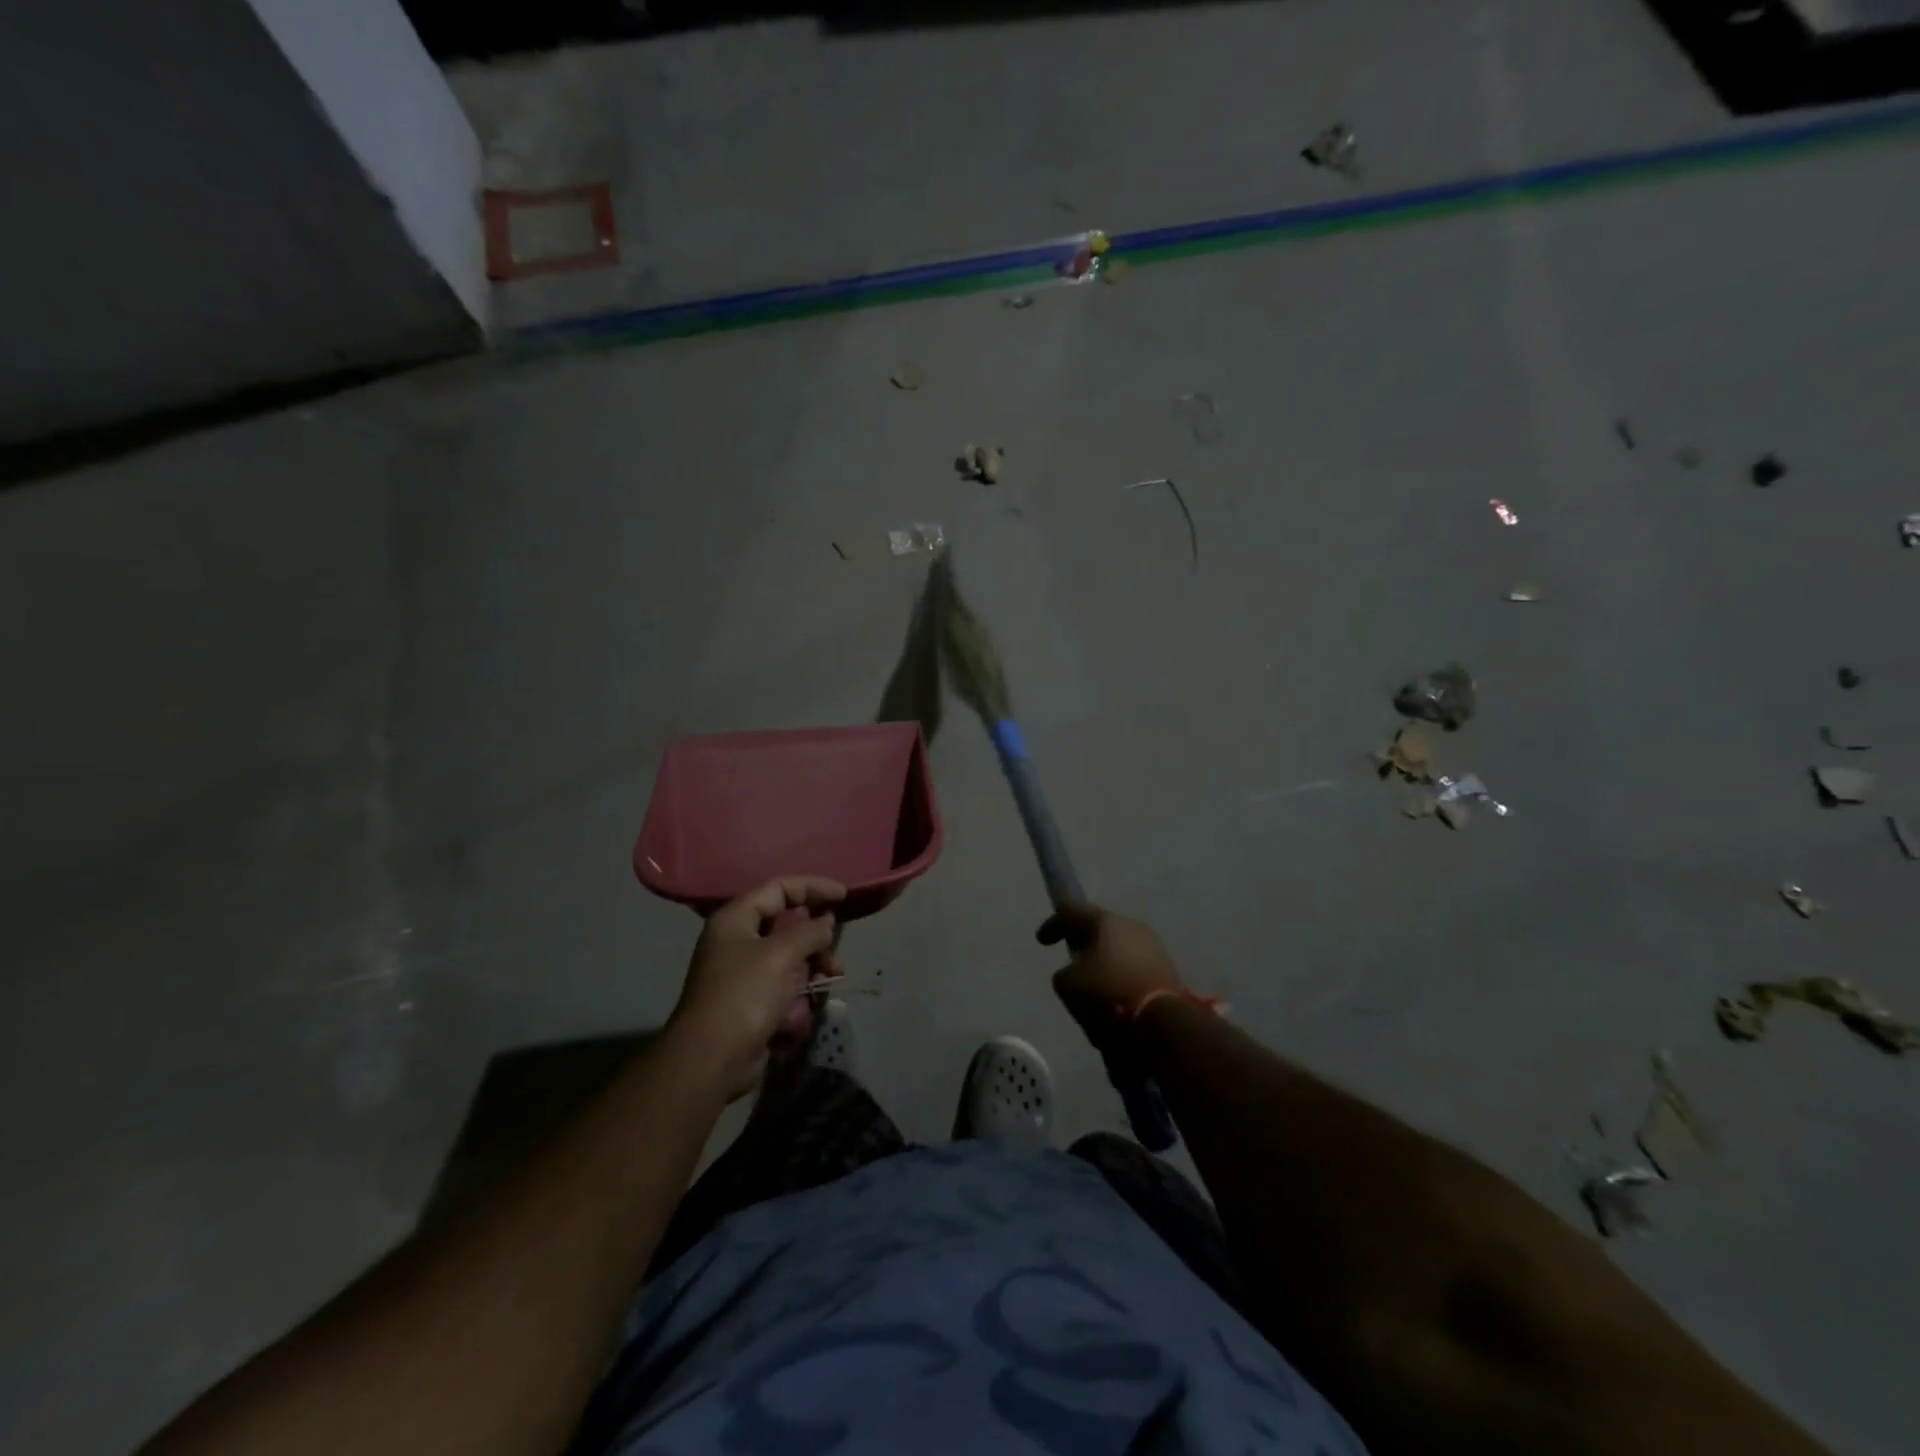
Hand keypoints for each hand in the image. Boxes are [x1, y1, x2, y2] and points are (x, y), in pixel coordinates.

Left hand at [670, 877, 844, 1100]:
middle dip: (815, 937)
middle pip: (786, 924)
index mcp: (735, 919)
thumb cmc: (744, 995)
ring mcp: (743, 972)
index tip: (843, 896)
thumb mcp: (781, 954)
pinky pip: (783, 984)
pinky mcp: (751, 1001)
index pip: (779, 888)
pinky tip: (806, 1008)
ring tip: (829, 980)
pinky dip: (799, 990)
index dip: (813, 887)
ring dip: (812, 966)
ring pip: (789, 956)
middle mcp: (737, 940)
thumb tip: (826, 921)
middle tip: (833, 954)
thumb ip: (809, 931)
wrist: (711, 1059)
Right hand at [1039, 901, 1182, 1050]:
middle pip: (1100, 928)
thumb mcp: (1068, 985)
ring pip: (1120, 948)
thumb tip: (1077, 973)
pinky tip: (1114, 997)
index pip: (1071, 911)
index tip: (1042, 941)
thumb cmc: (1107, 997)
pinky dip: (1121, 976)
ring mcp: (1154, 947)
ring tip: (1093, 984)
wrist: (1161, 1027)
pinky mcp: (1168, 971)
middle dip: (1084, 942)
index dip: (1053, 924)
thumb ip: (1065, 973)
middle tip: (1071, 959)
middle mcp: (1131, 926)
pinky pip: (1135, 967)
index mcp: (1105, 922)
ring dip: (1105, 961)